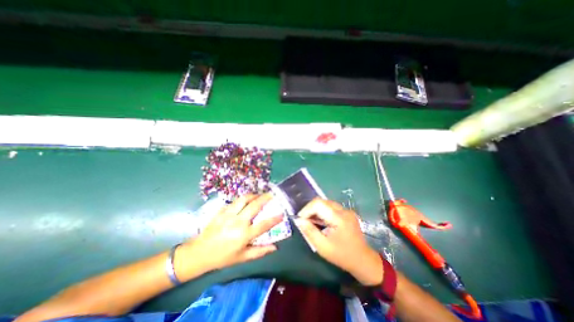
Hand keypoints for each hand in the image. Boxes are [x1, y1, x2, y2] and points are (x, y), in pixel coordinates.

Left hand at [179, 194, 281, 273]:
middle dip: (265, 198)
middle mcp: (238, 222)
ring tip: (258, 195)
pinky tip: (244, 201)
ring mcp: (229, 215)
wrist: (199, 253)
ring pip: (244, 199)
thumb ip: (259, 252)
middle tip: (271, 194)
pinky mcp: (221, 211)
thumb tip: (274, 247)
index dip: (275, 218)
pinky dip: (242, 200)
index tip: (282, 213)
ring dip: (253, 195)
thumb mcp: (242, 257)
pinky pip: (234, 202)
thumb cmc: (223, 257)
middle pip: (255, 206)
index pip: (264, 224)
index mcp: (244, 235)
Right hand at [293, 199, 382, 286]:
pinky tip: (320, 221)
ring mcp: (346, 210)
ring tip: (311, 221)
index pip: (318, 204)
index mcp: (339, 218)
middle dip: (310, 209)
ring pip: (326, 203)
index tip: (300, 220)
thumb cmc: (342, 256)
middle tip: (304, 221)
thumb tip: (299, 220)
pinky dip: (322, 211)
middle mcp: (343, 210)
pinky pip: (331, 207)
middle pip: (322, 201)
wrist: (363, 260)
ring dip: (316, 210)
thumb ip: (310, 232)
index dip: (306, 209)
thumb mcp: (323, 247)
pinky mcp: (347, 213)